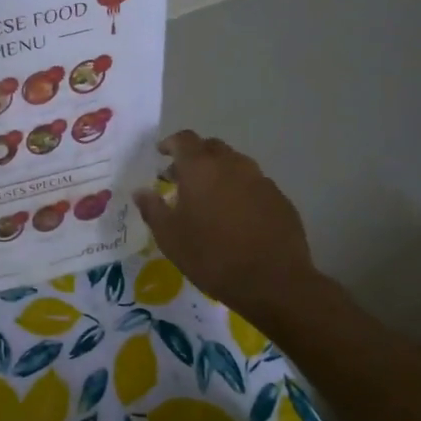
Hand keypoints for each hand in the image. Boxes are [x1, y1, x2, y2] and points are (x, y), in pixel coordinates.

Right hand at [134, 131, 319, 324]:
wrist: (273, 281)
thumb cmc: (211, 256)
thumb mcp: (169, 237)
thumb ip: (153, 209)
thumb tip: (141, 191)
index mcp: (201, 168)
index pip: (184, 139)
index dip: (170, 143)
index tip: (161, 155)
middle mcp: (232, 165)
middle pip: (211, 147)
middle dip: (194, 157)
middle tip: (181, 178)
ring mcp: (260, 180)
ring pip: (235, 164)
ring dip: (218, 173)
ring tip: (208, 198)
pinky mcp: (280, 198)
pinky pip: (254, 184)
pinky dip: (239, 190)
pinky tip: (236, 216)